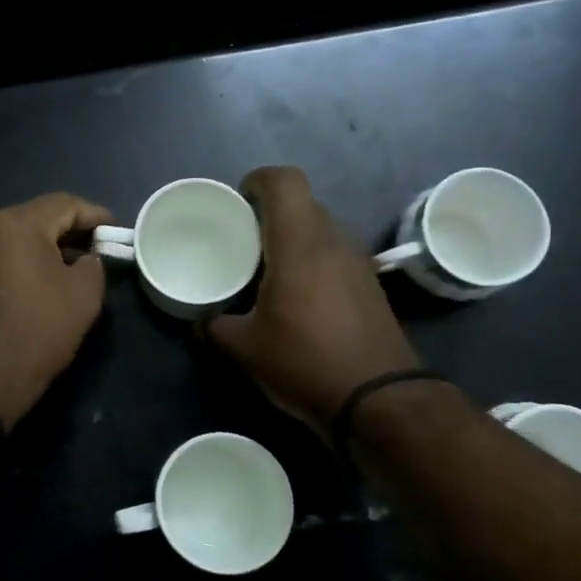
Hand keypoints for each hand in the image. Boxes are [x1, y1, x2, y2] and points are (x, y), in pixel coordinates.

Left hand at [0, 193, 113, 429]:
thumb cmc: (37, 332)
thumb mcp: (84, 296)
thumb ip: (93, 265)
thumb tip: (85, 259)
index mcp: (14, 223)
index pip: (63, 204)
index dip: (94, 216)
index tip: (115, 232)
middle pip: (33, 219)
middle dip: (66, 232)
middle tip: (93, 252)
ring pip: (10, 239)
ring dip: (39, 249)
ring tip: (64, 270)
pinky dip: (14, 265)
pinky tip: (31, 287)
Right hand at [207, 166, 419, 434]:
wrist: (379, 399)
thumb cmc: (305, 362)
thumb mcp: (245, 349)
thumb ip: (215, 327)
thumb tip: (201, 321)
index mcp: (300, 244)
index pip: (285, 181)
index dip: (258, 180)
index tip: (237, 203)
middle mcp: (333, 241)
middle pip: (302, 204)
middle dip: (269, 215)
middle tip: (242, 241)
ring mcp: (358, 262)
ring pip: (320, 230)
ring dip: (292, 240)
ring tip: (265, 270)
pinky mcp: (370, 285)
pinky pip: (334, 255)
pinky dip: (312, 262)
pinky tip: (296, 297)